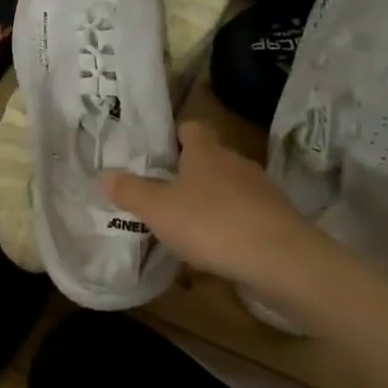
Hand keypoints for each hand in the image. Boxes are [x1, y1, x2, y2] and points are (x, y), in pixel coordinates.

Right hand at [101, 120, 350, 323]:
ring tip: (189, 224)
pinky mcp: (278, 217)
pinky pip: (247, 213)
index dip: (173, 135)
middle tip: (164, 191)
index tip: (156, 152)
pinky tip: (219, 247)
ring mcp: (262, 189)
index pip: (191, 127)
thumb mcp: (158, 210)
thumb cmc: (211, 224)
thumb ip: (130, 192)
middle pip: (210, 157)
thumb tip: (105, 174)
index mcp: (205, 151)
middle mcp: (235, 161)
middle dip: (190, 172)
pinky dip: (232, 224)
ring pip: (230, 186)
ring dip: (212, 200)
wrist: (282, 261)